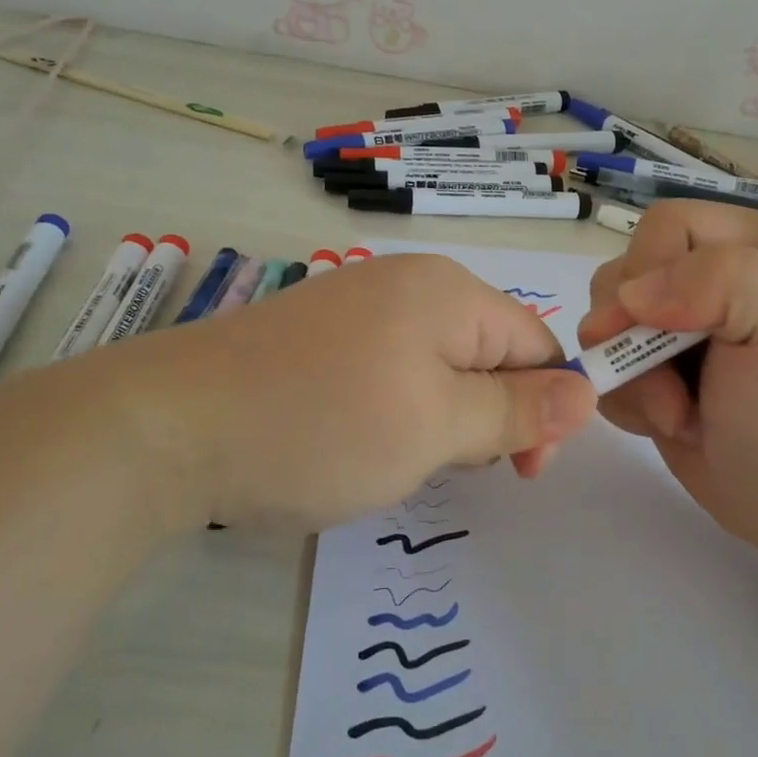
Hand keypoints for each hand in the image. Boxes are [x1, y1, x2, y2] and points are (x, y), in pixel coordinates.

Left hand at [108, 253, 597, 531]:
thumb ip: (517, 410)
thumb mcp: (437, 426)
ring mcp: (357, 305)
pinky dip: (397, 408)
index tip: (520, 473)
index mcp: (448, 290)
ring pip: (439, 364)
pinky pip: (391, 367)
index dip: (544, 408)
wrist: (168, 427)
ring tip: (400, 457)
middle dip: (490, 414)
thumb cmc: (322, 425)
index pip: (536, 342)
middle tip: (449, 467)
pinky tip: (361, 439)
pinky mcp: (320, 336)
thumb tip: (588, 393)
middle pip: (488, 350)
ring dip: (443, 417)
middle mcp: (407, 283)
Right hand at [576, 201, 757, 554]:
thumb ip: (722, 280)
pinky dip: (624, 398)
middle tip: (672, 389)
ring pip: (608, 320)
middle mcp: (717, 279)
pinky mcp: (658, 372)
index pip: (670, 226)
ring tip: (677, 414)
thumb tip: (631, 296)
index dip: (651, 272)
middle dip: (635, 335)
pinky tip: (668, 424)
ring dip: (630, 373)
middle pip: (628, 272)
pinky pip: (607, 365)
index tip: (665, 331)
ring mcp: (683, 328)